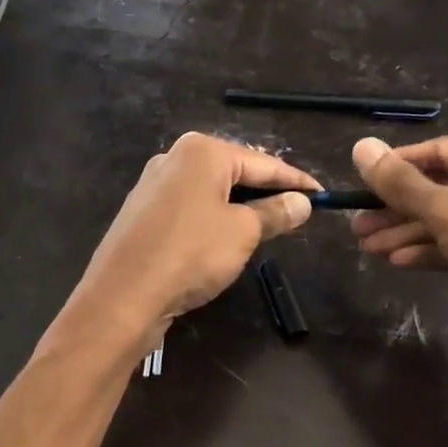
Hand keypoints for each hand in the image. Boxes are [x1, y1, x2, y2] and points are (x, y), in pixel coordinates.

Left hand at [72, 133, 316, 338]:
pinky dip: (212, 218)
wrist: (123, 294)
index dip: (295, 181)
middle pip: (234, 171)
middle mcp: (174, 158)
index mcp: (201, 151)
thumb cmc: (191, 253)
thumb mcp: (243, 232)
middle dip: (265, 190)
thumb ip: (275, 212)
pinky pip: (189, 208)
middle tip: (298, 210)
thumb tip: (303, 202)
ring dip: (239, 206)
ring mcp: (153, 185)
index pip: (262, 163)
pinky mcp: (142, 212)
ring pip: (210, 191)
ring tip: (267, 225)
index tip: (323, 194)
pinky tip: (224, 238)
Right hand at [349, 136, 447, 406]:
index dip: (396, 166)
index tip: (358, 183)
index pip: (441, 150)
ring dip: (407, 231)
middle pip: (443, 187)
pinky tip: (397, 260)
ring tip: (366, 247)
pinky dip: (431, 250)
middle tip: (356, 224)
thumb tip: (360, 146)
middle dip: (398, 207)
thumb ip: (401, 183)